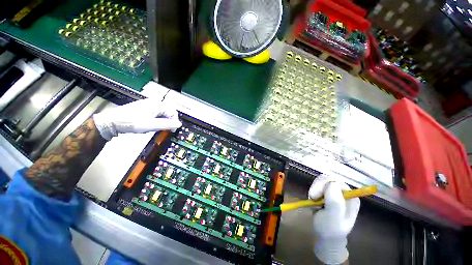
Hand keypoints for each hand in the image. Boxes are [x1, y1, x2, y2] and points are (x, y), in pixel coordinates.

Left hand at [93, 98, 181, 139]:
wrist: (112, 121)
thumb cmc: (132, 122)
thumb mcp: (151, 125)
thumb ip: (167, 124)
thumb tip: (179, 124)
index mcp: (157, 105)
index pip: (173, 113)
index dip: (174, 122)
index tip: (171, 130)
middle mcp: (154, 103)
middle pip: (168, 113)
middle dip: (167, 122)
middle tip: (162, 130)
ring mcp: (148, 105)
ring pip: (162, 114)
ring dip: (162, 122)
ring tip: (154, 128)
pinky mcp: (144, 108)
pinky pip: (156, 114)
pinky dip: (156, 120)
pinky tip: (150, 125)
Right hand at [308, 174, 359, 263]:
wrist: (325, 237)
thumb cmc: (329, 229)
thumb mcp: (333, 218)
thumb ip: (335, 202)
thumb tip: (332, 184)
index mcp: (351, 197)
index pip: (336, 181)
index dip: (323, 186)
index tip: (314, 196)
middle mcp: (344, 192)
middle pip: (328, 178)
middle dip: (317, 186)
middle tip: (312, 197)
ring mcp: (336, 192)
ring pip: (322, 180)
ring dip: (314, 189)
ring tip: (313, 200)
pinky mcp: (327, 193)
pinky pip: (318, 185)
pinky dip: (313, 190)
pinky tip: (313, 199)